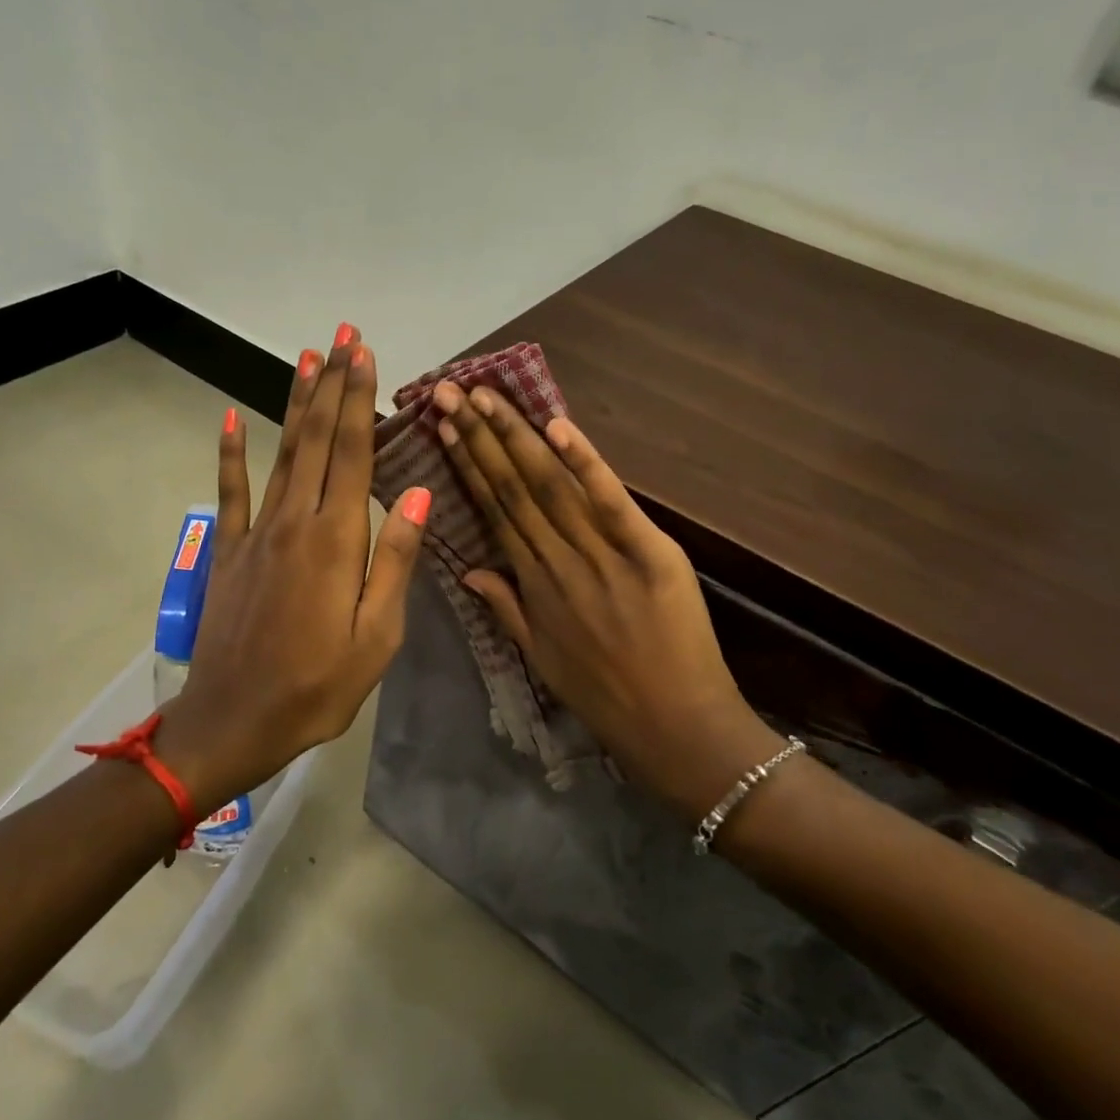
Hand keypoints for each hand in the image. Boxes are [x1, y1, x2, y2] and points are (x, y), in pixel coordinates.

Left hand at [155, 328, 430, 810]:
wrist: (234, 722)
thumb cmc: (319, 686)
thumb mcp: (377, 635)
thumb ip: (395, 560)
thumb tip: (417, 493)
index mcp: (336, 540)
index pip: (352, 453)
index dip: (358, 400)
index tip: (365, 353)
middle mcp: (295, 522)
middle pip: (317, 440)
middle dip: (332, 385)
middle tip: (342, 336)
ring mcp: (256, 533)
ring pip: (281, 453)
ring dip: (295, 403)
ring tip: (306, 358)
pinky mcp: (229, 552)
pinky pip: (230, 493)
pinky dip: (230, 454)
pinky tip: (229, 419)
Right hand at [431, 381, 781, 823]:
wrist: (674, 728)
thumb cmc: (605, 696)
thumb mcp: (541, 657)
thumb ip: (505, 608)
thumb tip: (468, 570)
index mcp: (533, 584)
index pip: (493, 510)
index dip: (468, 465)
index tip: (444, 426)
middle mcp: (557, 562)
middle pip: (513, 488)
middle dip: (479, 436)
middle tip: (449, 391)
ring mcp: (602, 556)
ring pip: (550, 487)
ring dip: (516, 437)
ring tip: (485, 396)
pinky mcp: (649, 553)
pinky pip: (611, 502)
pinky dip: (586, 463)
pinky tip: (558, 426)